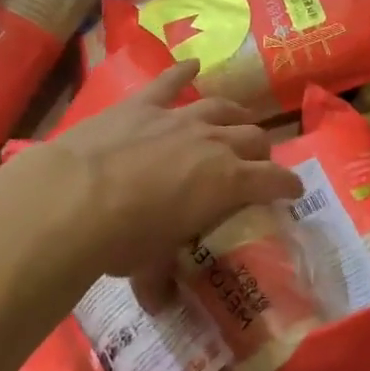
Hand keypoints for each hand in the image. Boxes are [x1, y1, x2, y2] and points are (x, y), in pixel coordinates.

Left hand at [0, 62, 301, 281]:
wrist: (74, 198)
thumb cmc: (123, 239)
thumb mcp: (149, 266)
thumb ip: (162, 281)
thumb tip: (161, 306)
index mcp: (227, 182)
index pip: (273, 180)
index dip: (288, 185)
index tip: (295, 190)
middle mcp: (214, 142)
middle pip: (254, 137)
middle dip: (263, 150)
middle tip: (259, 161)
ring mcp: (178, 118)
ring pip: (221, 108)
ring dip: (235, 114)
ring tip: (239, 119)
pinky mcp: (143, 105)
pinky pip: (169, 82)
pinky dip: (182, 72)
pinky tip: (191, 63)